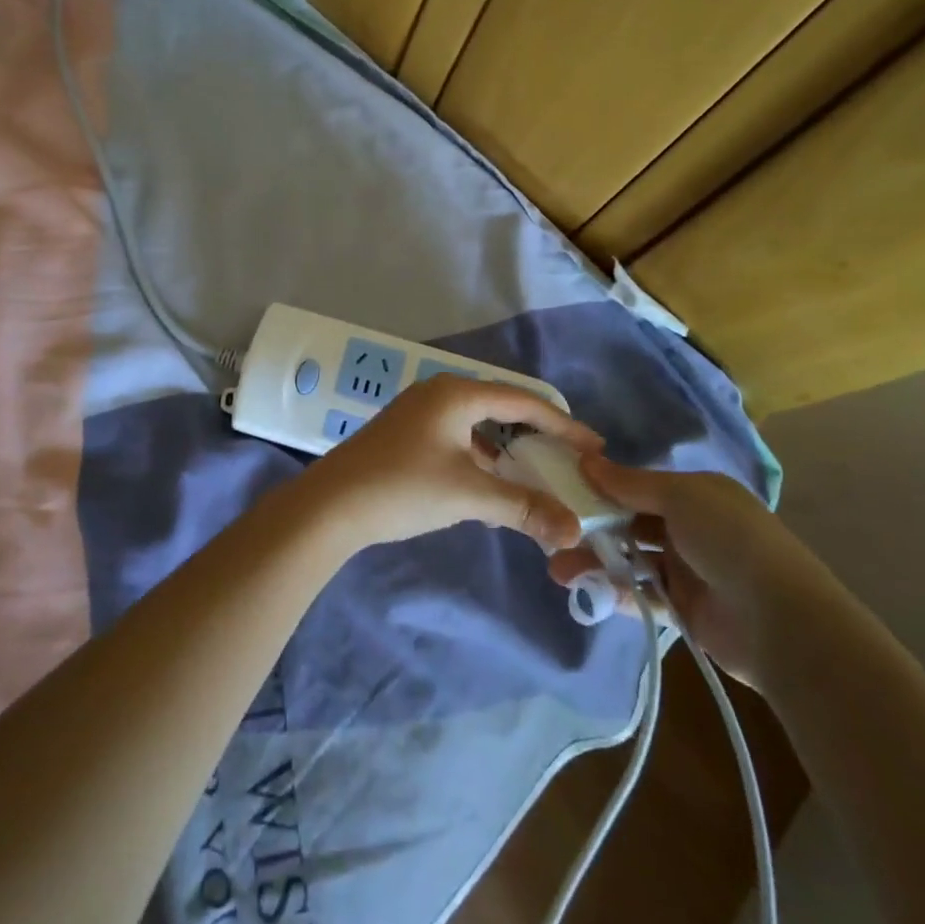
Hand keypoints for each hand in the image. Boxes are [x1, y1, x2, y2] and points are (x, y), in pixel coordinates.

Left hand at [282, 376, 601, 553]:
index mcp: (456, 394)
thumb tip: (572, 529)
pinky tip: (493, 487)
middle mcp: (438, 395)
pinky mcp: (405, 437)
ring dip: (507, 451)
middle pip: (501, 409)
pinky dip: (481, 460)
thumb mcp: (469, 495)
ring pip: (477, 427)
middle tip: (570, 461)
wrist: (330, 505)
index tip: (594, 447)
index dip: (562, 424)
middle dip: (536, 436)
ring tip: (538, 477)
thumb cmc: (403, 488)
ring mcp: (417, 415)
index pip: (522, 401)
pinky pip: (457, 440)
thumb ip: (523, 507)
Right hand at [548, 459, 840, 687]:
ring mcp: (688, 571)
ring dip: (595, 563)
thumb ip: (630, 483)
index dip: (602, 488)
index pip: (639, 487)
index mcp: (697, 495)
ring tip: (559, 570)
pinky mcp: (684, 610)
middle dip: (591, 529)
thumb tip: (585, 459)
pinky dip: (614, 593)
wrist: (782, 623)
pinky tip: (587, 593)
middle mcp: (692, 529)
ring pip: (630, 560)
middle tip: (553, 535)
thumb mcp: (681, 497)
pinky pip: (640, 596)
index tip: (561, 490)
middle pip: (630, 524)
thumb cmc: (730, 541)